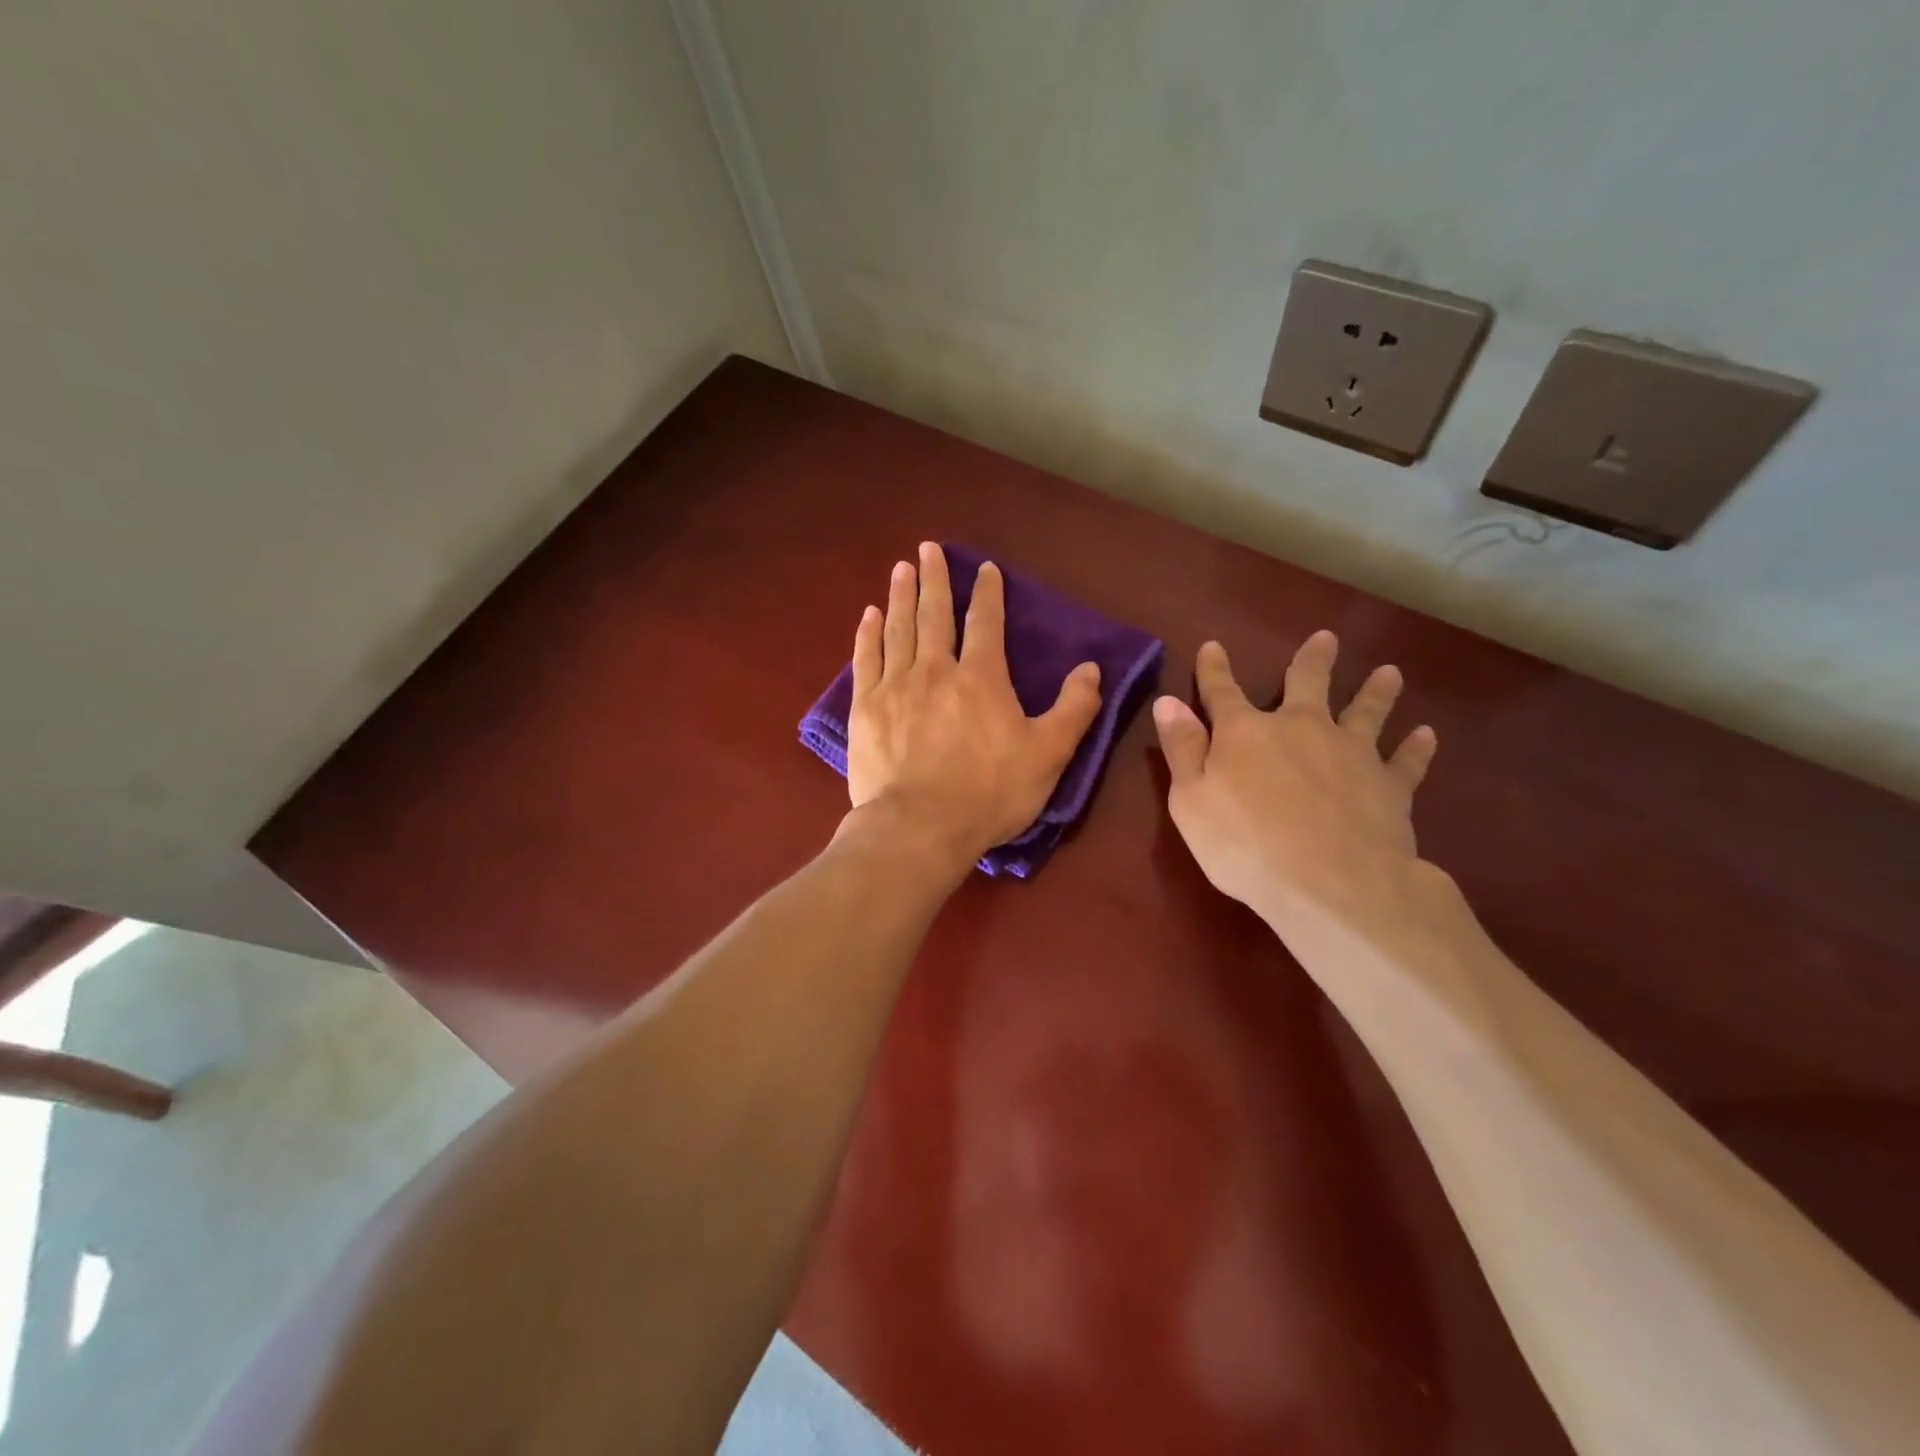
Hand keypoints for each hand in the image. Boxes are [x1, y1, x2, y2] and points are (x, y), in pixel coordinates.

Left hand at [845, 542, 1102, 867]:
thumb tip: (1091, 668)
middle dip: (935, 579)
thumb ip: (1074, 709)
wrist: (919, 827)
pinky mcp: (866, 708)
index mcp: (981, 677)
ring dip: (901, 596)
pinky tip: (869, 615)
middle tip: (928, 548)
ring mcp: (896, 686)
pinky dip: (868, 634)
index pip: (986, 622)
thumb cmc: (989, 793)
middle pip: (936, 614)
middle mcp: (936, 669)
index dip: (987, 593)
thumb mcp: (1049, 755)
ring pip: (899, 629)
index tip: (984, 568)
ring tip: (901, 568)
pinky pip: (866, 659)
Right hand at [1152, 633, 1438, 929]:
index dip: (1214, 670)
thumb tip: (1168, 702)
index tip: (1213, 646)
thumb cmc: (1245, 845)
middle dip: (1312, 661)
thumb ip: (1182, 749)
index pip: (1222, 692)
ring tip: (1389, 673)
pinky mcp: (1389, 785)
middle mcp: (1300, 728)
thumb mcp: (1190, 801)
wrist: (1332, 884)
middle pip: (1307, 684)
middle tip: (1326, 638)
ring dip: (1376, 691)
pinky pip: (1406, 760)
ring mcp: (1351, 752)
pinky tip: (1426, 734)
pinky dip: (1416, 747)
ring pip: (1366, 712)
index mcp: (1245, 733)